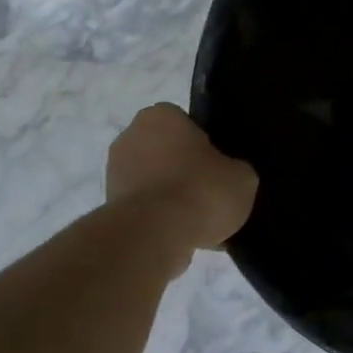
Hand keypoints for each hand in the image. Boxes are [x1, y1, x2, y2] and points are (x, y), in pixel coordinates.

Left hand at [106, 105, 257, 249]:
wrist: (156, 234)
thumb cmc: (202, 190)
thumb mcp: (243, 177)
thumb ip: (235, 169)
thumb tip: (228, 175)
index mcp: (162, 116)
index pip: (187, 124)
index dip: (206, 146)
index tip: (219, 168)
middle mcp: (130, 135)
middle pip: (167, 152)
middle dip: (186, 171)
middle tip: (211, 194)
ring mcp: (115, 172)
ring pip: (155, 182)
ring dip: (172, 197)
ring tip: (200, 223)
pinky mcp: (109, 205)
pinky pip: (145, 208)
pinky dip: (160, 219)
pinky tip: (183, 236)